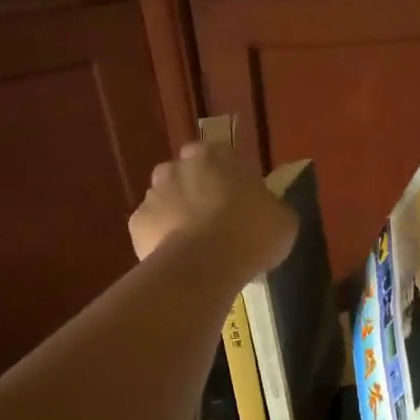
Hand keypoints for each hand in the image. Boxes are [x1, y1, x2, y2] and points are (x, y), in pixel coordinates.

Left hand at [129, 139, 296, 274]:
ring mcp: (153, 194)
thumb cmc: (251, 233)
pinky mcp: (137, 223)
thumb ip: (270, 207)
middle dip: (198, 193)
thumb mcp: (282, 219)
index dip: (232, 181)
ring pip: (166, 201)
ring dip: (178, 215)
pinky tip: (180, 259)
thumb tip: (266, 211)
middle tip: (217, 222)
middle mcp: (179, 166)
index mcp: (216, 155)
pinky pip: (153, 229)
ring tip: (197, 245)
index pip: (223, 158)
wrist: (206, 264)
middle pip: (188, 175)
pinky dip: (163, 241)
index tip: (241, 203)